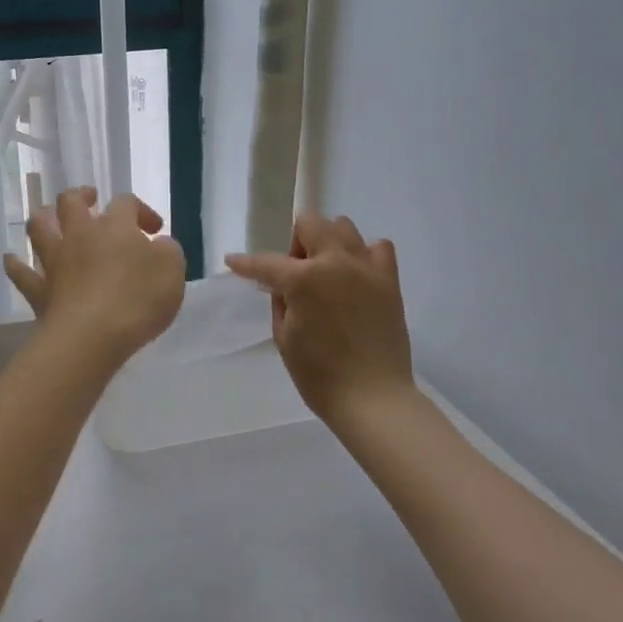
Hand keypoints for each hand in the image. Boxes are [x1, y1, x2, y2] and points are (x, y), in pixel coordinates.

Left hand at [5, 188, 186, 363]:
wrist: (92, 336)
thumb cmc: (138, 299)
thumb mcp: (172, 271)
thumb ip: (167, 251)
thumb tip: (158, 245)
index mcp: (115, 226)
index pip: (126, 202)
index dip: (141, 211)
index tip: (155, 231)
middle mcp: (80, 235)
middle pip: (71, 202)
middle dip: (81, 196)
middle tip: (91, 200)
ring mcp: (55, 262)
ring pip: (39, 227)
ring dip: (43, 218)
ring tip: (49, 218)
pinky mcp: (40, 291)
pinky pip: (21, 273)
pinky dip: (15, 264)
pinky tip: (11, 259)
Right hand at [225, 214, 415, 426]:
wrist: (372, 397)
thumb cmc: (319, 375)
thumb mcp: (284, 337)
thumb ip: (281, 300)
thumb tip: (283, 283)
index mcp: (303, 280)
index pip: (266, 263)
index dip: (245, 264)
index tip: (233, 261)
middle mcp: (336, 263)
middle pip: (311, 224)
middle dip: (296, 242)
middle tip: (295, 273)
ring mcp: (366, 268)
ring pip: (344, 227)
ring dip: (328, 242)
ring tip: (327, 272)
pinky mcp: (389, 280)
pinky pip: (378, 247)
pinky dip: (364, 254)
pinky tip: (356, 276)